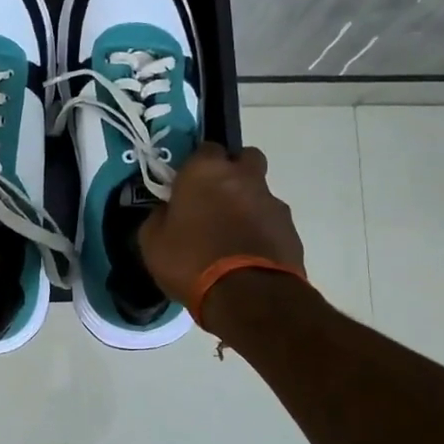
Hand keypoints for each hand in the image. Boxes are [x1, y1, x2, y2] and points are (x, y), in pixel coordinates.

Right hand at [139, 143, 305, 325]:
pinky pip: (272, 221)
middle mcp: (243, 177)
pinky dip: (262, 231)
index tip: (187, 186)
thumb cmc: (191, 261)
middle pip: (244, 158)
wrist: (248, 296)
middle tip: (215, 199)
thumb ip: (158, 217)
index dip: (196, 165)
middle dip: (233, 172)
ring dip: (248, 204)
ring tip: (232, 236)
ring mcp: (272, 202)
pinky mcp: (290, 229)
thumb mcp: (153, 243)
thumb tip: (166, 211)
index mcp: (206, 171)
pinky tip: (248, 255)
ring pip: (260, 191)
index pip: (205, 148)